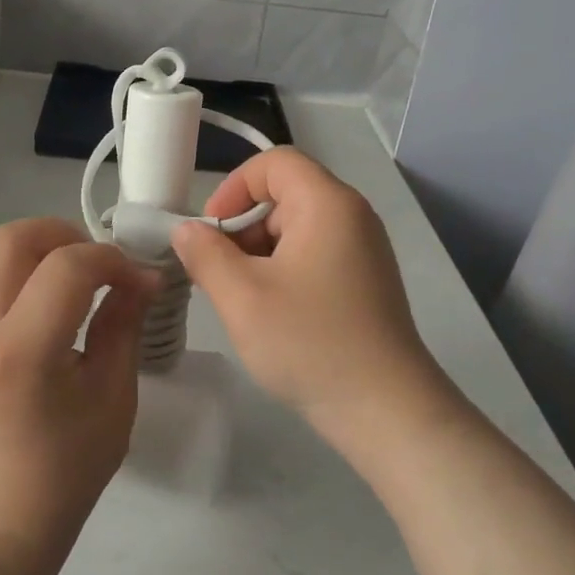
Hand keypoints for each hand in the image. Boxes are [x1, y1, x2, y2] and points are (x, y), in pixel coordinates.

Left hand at [0, 218, 157, 565]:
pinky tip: (45, 302)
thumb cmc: (65, 471)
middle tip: (99, 263)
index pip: (67, 267)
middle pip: (12, 237)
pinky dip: (17, 269)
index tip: (141, 281)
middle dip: (65, 234)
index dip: (113, 261)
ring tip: (73, 276)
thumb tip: (141, 279)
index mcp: (22, 351)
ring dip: (37, 247)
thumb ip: (124, 326)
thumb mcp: (112, 398)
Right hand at [172, 149, 448, 449]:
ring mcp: (363, 249)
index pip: (274, 162)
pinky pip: (314, 253)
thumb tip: (188, 231)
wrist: (386, 411)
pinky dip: (284, 270)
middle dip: (243, 226)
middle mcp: (351, 215)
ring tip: (243, 299)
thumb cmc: (310, 343)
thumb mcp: (242, 297)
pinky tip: (272, 312)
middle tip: (220, 274)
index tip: (212, 232)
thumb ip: (205, 254)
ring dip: (260, 253)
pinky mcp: (366, 279)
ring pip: (296, 227)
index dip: (234, 187)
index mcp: (327, 204)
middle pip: (284, 194)